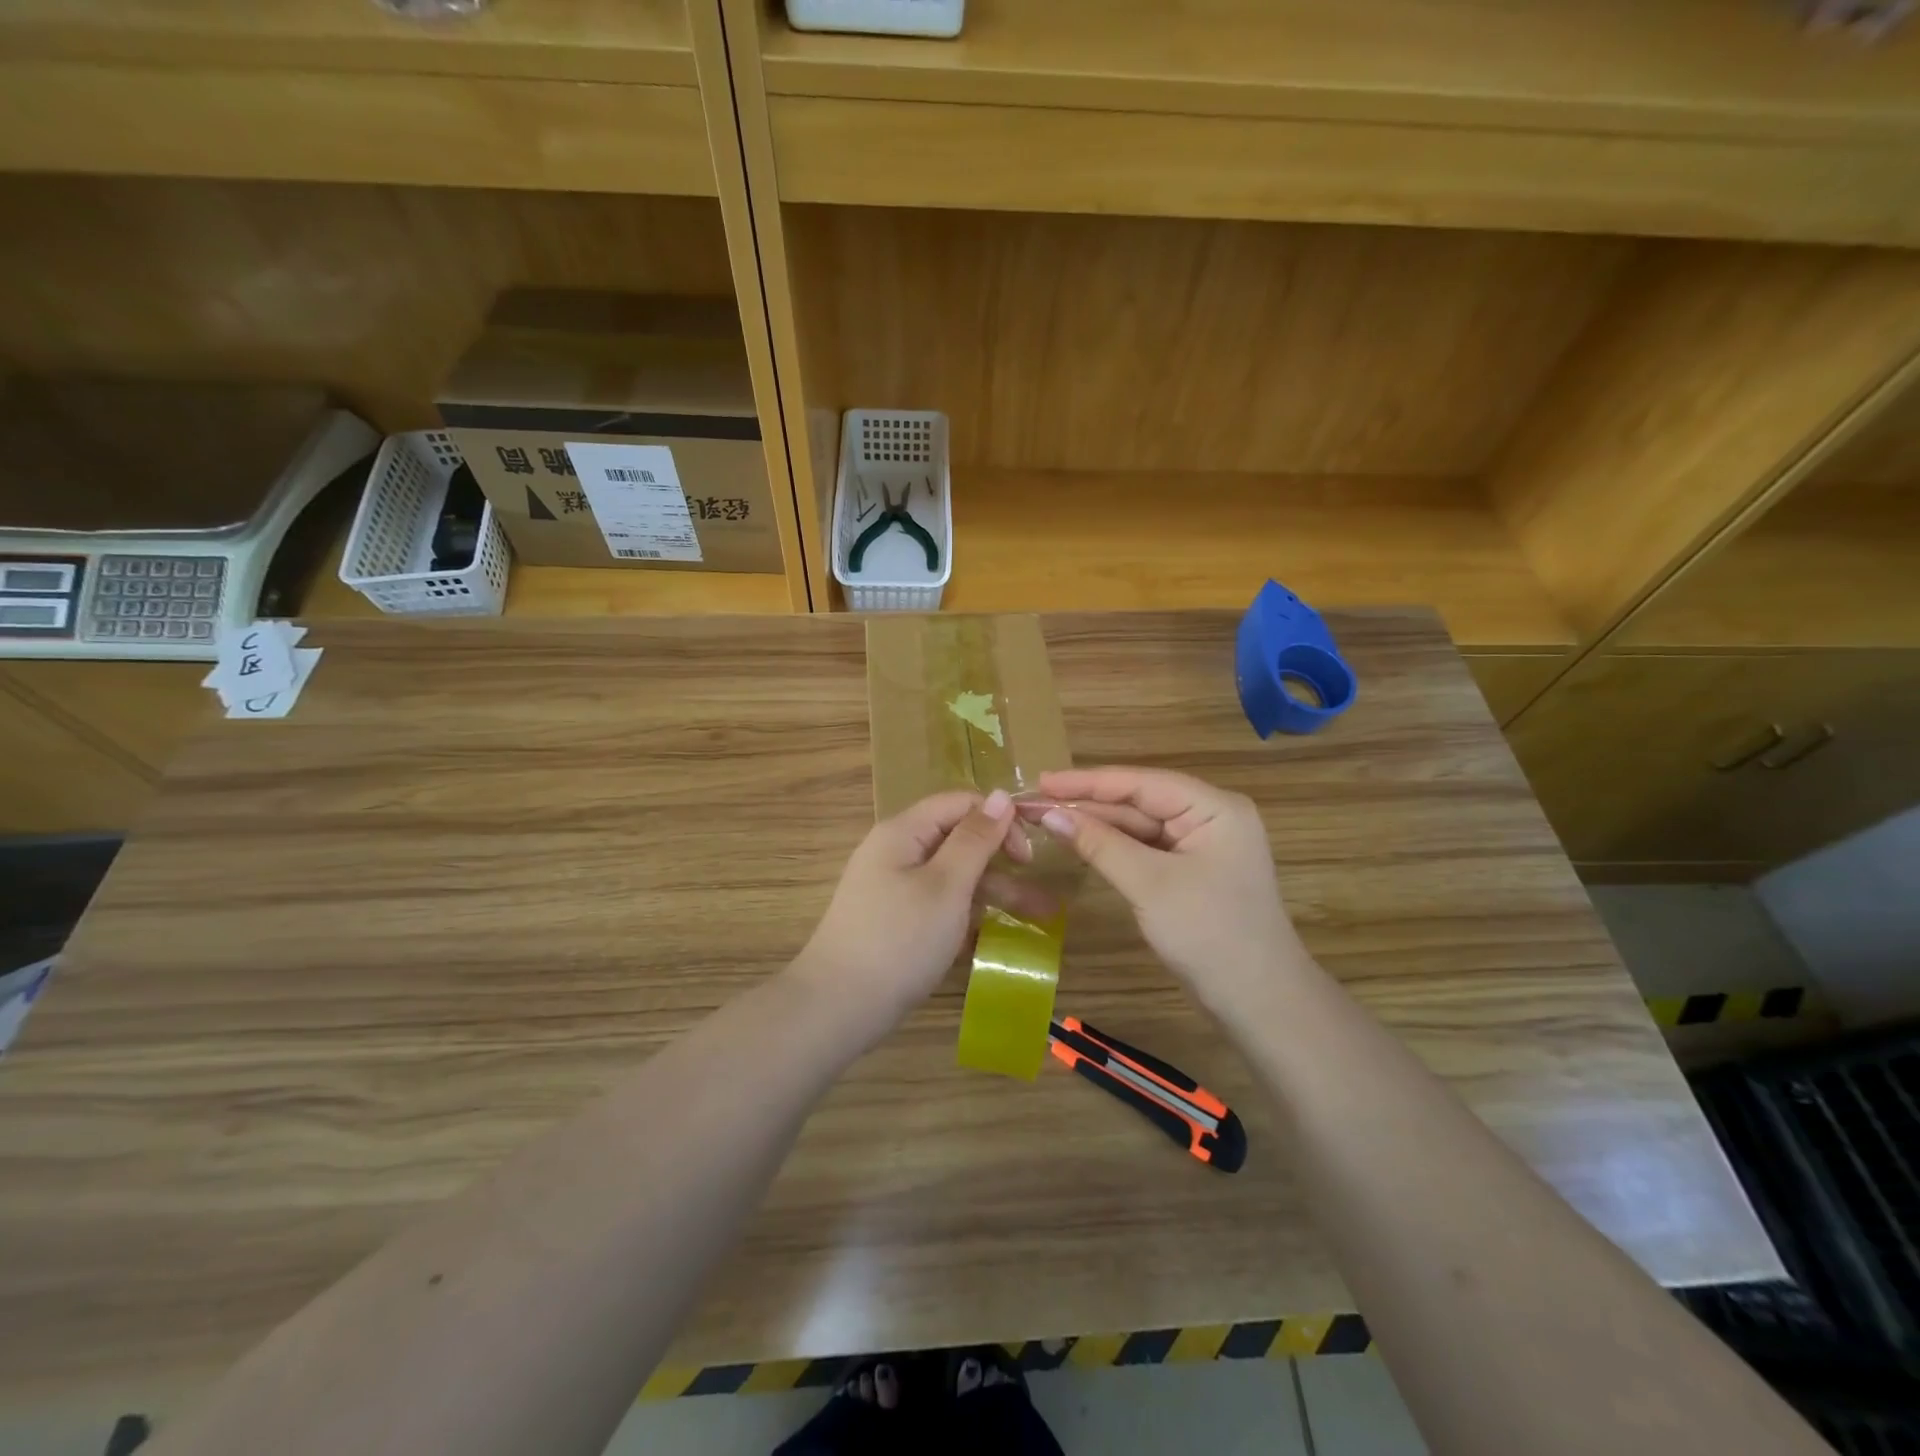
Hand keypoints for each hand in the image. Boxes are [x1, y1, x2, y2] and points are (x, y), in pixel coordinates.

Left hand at [792, 788, 1021, 1033]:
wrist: (838, 1006)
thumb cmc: (899, 940)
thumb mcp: (946, 886)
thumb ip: (975, 839)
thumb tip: (1002, 795)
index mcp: (904, 832)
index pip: (961, 804)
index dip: (999, 821)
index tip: (1028, 857)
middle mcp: (897, 851)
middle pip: (959, 841)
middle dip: (1003, 864)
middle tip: (1042, 897)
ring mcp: (894, 887)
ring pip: (953, 877)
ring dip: (994, 893)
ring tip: (1040, 918)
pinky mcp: (895, 920)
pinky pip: (939, 904)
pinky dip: (967, 914)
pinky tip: (995, 935)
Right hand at [1034, 766, 1311, 1014]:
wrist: (1260, 1002)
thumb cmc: (1209, 934)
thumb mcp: (1149, 884)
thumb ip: (1099, 844)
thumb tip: (1049, 814)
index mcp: (1214, 807)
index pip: (1142, 782)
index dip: (1088, 781)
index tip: (1042, 781)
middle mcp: (1210, 817)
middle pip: (1140, 801)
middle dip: (1088, 804)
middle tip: (1034, 802)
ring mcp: (1202, 845)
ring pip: (1140, 826)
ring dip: (1096, 825)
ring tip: (1046, 819)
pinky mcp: (1192, 871)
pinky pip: (1146, 849)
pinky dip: (1113, 847)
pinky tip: (1080, 842)